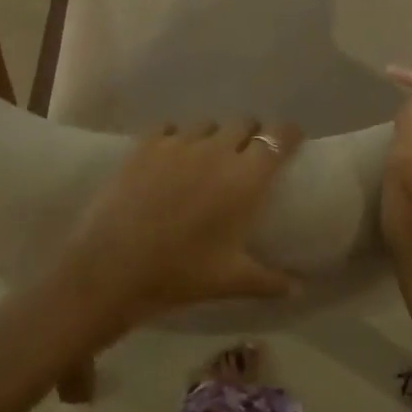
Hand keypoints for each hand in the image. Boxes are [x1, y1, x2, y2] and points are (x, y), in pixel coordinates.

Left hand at [60, 119, 302, 332]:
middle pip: (244, 123)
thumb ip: (269, 281)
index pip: (278, 138)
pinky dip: (175, 138)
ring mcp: (180, 142)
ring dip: (213, 136)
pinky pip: (169, 127)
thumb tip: (299, 288)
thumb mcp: (230, 281)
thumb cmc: (180, 274)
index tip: (292, 140)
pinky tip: (169, 157)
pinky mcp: (147, 143)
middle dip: (251, 134)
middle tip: (246, 156)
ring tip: (206, 158)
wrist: (112, 267)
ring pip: (207, 124)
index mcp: (245, 179)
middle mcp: (217, 150)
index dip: (288, 134)